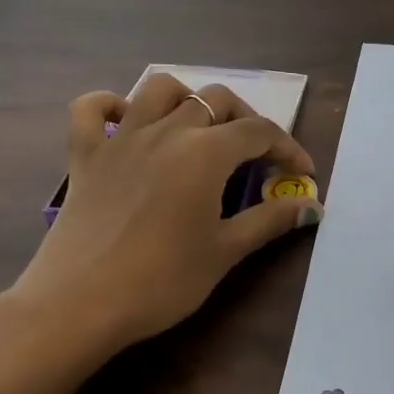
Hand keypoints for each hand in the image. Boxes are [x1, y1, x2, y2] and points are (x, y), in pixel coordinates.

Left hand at [10, 74, 322, 353]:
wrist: (79, 304)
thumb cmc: (161, 281)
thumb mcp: (225, 252)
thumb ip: (270, 220)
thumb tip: (313, 206)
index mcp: (205, 152)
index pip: (259, 131)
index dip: (288, 148)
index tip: (302, 174)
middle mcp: (166, 130)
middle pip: (215, 99)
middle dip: (245, 120)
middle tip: (255, 156)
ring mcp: (121, 138)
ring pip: (159, 89)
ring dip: (187, 99)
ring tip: (198, 129)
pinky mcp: (85, 155)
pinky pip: (90, 109)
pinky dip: (110, 105)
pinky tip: (126, 123)